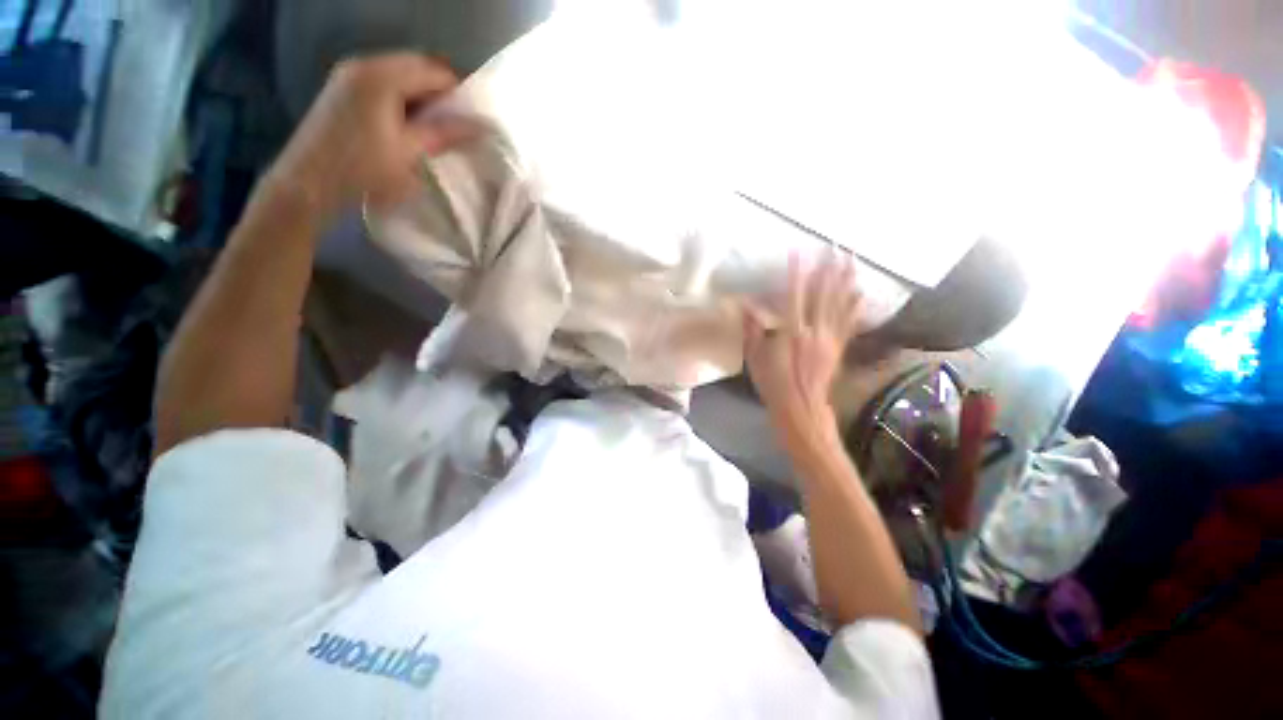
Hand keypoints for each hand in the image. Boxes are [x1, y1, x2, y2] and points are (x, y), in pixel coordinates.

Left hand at [269, 53, 473, 218]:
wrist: (309, 182)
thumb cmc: (363, 169)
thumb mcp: (410, 153)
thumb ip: (445, 134)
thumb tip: (481, 127)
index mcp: (382, 76)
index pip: (433, 71)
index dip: (458, 92)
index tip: (471, 119)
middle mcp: (364, 63)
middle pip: (415, 66)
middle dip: (439, 93)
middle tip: (454, 123)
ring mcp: (349, 72)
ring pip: (399, 73)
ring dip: (421, 95)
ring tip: (432, 126)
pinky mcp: (342, 86)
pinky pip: (383, 81)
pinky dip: (401, 96)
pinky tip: (406, 122)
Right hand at [743, 251, 862, 451]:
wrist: (800, 407)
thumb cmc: (773, 383)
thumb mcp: (755, 358)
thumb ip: (752, 330)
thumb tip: (746, 306)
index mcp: (791, 332)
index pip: (794, 296)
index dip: (797, 273)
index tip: (800, 252)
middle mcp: (813, 331)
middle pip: (822, 294)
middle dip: (828, 269)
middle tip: (836, 246)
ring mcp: (829, 339)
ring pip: (839, 304)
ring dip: (845, 280)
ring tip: (852, 259)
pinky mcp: (838, 348)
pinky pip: (848, 323)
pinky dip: (855, 306)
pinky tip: (862, 293)